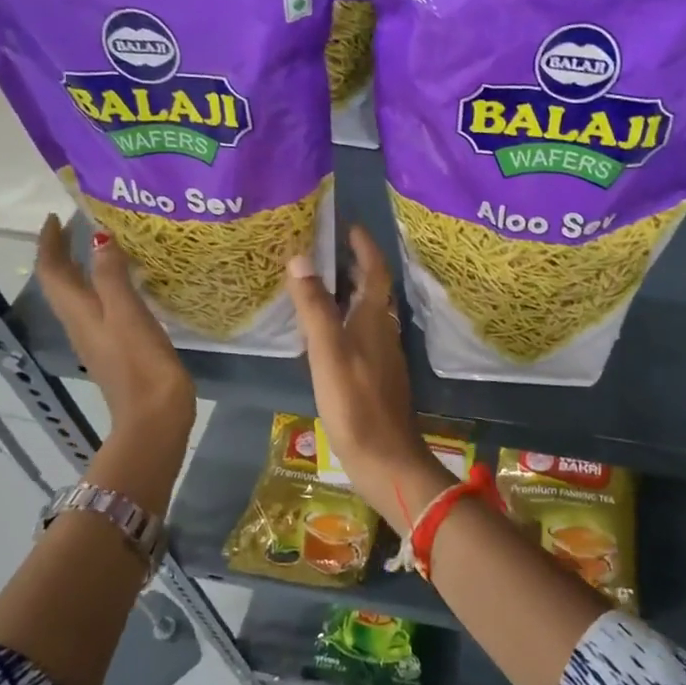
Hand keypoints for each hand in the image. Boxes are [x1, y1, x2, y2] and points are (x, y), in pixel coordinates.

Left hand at [36, 215, 194, 452]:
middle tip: (78, 227)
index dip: (49, 243)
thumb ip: (112, 276)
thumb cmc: (140, 363)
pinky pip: (101, 310)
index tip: (57, 217)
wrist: (153, 416)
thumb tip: (99, 238)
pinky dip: (104, 289)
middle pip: (62, 284)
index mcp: (79, 313)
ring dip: (82, 270)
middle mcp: (81, 324)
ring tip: (103, 248)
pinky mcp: (117, 351)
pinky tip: (127, 286)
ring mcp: (98, 340)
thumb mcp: (127, 314)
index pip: (52, 271)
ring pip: (80, 297)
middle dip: (64, 253)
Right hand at [286, 226, 450, 530]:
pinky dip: (346, 321)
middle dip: (355, 266)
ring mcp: (383, 356)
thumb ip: (315, 308)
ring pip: (368, 313)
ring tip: (321, 283)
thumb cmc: (355, 403)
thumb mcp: (328, 352)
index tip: (348, 226)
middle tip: (326, 249)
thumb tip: (300, 258)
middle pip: (373, 289)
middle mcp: (383, 332)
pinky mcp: (376, 377)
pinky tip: (327, 332)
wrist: (385, 458)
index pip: (375, 271)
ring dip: (350, 293)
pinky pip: (362, 335)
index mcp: (374, 320)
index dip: (364, 246)